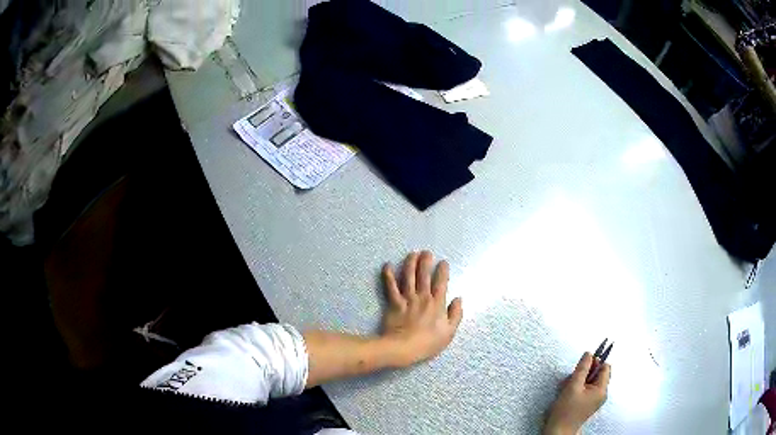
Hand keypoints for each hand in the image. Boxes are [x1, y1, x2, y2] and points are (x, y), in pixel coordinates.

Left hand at [380, 251, 462, 366]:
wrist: (404, 348)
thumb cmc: (428, 343)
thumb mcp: (449, 332)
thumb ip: (456, 314)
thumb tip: (459, 299)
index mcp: (437, 304)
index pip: (441, 283)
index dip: (442, 271)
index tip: (443, 262)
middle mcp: (422, 297)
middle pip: (424, 276)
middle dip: (426, 262)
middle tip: (426, 252)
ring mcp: (407, 299)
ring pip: (409, 277)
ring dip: (410, 264)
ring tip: (412, 254)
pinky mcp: (393, 303)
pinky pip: (391, 287)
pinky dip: (389, 276)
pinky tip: (387, 265)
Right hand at [544, 352, 610, 434]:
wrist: (558, 431)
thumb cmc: (566, 410)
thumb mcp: (573, 386)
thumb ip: (582, 368)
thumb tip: (589, 354)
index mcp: (602, 389)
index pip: (605, 367)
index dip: (596, 361)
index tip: (583, 363)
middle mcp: (601, 394)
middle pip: (597, 374)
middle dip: (585, 372)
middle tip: (572, 378)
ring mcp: (594, 400)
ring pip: (590, 381)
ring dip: (579, 380)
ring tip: (567, 387)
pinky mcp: (586, 403)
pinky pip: (585, 389)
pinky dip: (577, 387)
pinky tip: (567, 392)